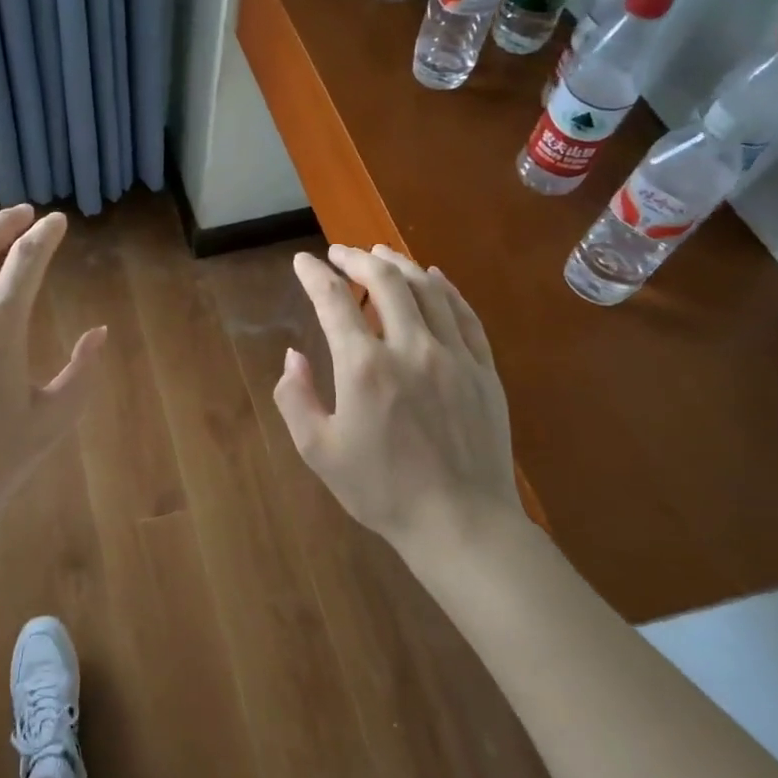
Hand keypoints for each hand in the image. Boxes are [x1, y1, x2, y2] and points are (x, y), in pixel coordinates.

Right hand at [275, 244, 521, 551]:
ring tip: (380, 253)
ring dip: (399, 264)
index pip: (335, 302)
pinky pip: (465, 314)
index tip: (303, 262)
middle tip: (340, 253)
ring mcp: (454, 356)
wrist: (461, 524)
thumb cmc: (382, 490)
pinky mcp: (484, 370)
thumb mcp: (319, 451)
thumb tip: (294, 356)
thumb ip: (296, 398)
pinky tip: (434, 278)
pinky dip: (445, 288)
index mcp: (365, 368)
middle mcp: (411, 348)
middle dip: (357, 258)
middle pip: (385, 281)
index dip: (315, 275)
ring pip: (427, 290)